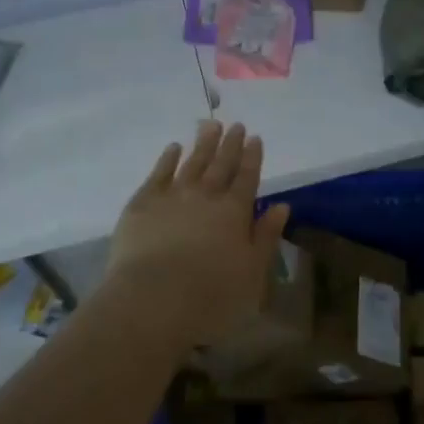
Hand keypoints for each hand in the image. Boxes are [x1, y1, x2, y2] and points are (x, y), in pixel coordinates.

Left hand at [102, 121, 290, 352]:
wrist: (153, 299)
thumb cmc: (211, 295)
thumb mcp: (252, 272)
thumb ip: (266, 237)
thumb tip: (281, 206)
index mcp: (235, 212)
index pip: (247, 177)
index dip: (252, 157)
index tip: (255, 138)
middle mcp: (206, 196)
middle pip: (221, 165)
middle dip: (230, 144)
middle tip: (235, 124)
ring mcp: (172, 196)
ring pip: (192, 163)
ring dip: (203, 144)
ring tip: (210, 125)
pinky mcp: (142, 203)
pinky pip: (158, 173)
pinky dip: (167, 159)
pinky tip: (173, 148)